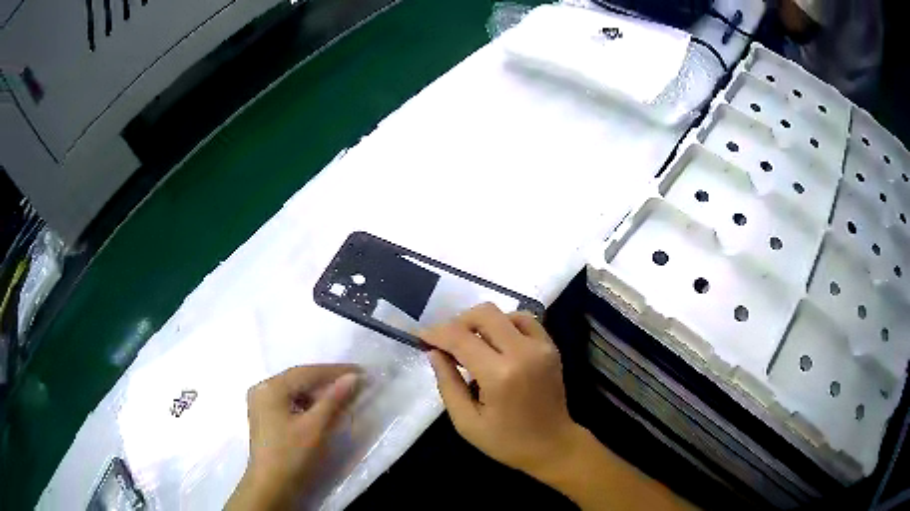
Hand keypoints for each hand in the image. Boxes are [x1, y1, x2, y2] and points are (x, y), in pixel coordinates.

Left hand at [226, 365, 360, 509]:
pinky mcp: (264, 415)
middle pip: (299, 379)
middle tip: (354, 382)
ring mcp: (260, 402)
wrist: (271, 486)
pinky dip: (307, 403)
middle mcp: (262, 388)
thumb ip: (333, 399)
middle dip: (327, 381)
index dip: (335, 371)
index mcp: (271, 387)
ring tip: (342, 395)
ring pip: (294, 390)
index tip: (361, 370)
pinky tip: (321, 409)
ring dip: (318, 392)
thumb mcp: (315, 427)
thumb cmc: (292, 455)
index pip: (307, 372)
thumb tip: (353, 377)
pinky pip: (289, 401)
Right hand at [421, 303, 579, 478]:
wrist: (553, 445)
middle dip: (458, 322)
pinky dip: (504, 325)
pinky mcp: (551, 346)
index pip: (461, 338)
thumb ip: (447, 383)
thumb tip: (434, 352)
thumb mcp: (466, 421)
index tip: (421, 337)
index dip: (437, 333)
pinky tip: (495, 344)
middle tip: (446, 342)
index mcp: (500, 375)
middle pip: (484, 313)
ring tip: (470, 345)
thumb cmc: (506, 441)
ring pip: (504, 313)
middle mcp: (523, 352)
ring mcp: (541, 346)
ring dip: (481, 323)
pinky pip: (524, 321)